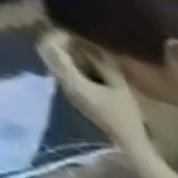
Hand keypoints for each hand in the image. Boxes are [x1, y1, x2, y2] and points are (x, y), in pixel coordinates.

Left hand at [38, 32, 151, 151]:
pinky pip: (65, 74)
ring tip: (84, 51)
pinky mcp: (77, 98)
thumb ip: (106, 66)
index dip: (58, 35)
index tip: (74, 31)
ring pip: (55, 63)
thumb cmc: (127, 118)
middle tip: (76, 38)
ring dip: (65, 53)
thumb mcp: (121, 89)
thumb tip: (95, 48)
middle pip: (48, 53)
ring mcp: (68, 91)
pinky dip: (72, 65)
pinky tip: (89, 67)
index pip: (51, 47)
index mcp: (70, 78)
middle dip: (58, 42)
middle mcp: (62, 82)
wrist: (130, 145)